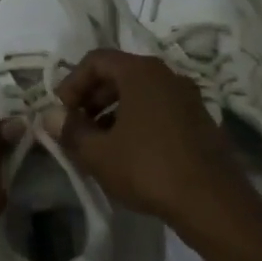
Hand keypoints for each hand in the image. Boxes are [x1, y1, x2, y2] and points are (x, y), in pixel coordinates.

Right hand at [50, 49, 252, 225]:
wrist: (211, 200)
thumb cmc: (147, 168)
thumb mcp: (98, 153)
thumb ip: (70, 130)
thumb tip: (50, 117)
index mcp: (141, 73)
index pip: (96, 60)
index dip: (72, 82)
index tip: (61, 112)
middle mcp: (168, 75)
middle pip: (119, 73)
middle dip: (92, 98)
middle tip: (76, 127)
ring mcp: (188, 97)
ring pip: (140, 93)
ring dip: (113, 111)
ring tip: (98, 143)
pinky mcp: (199, 120)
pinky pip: (159, 109)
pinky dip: (136, 121)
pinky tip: (128, 152)